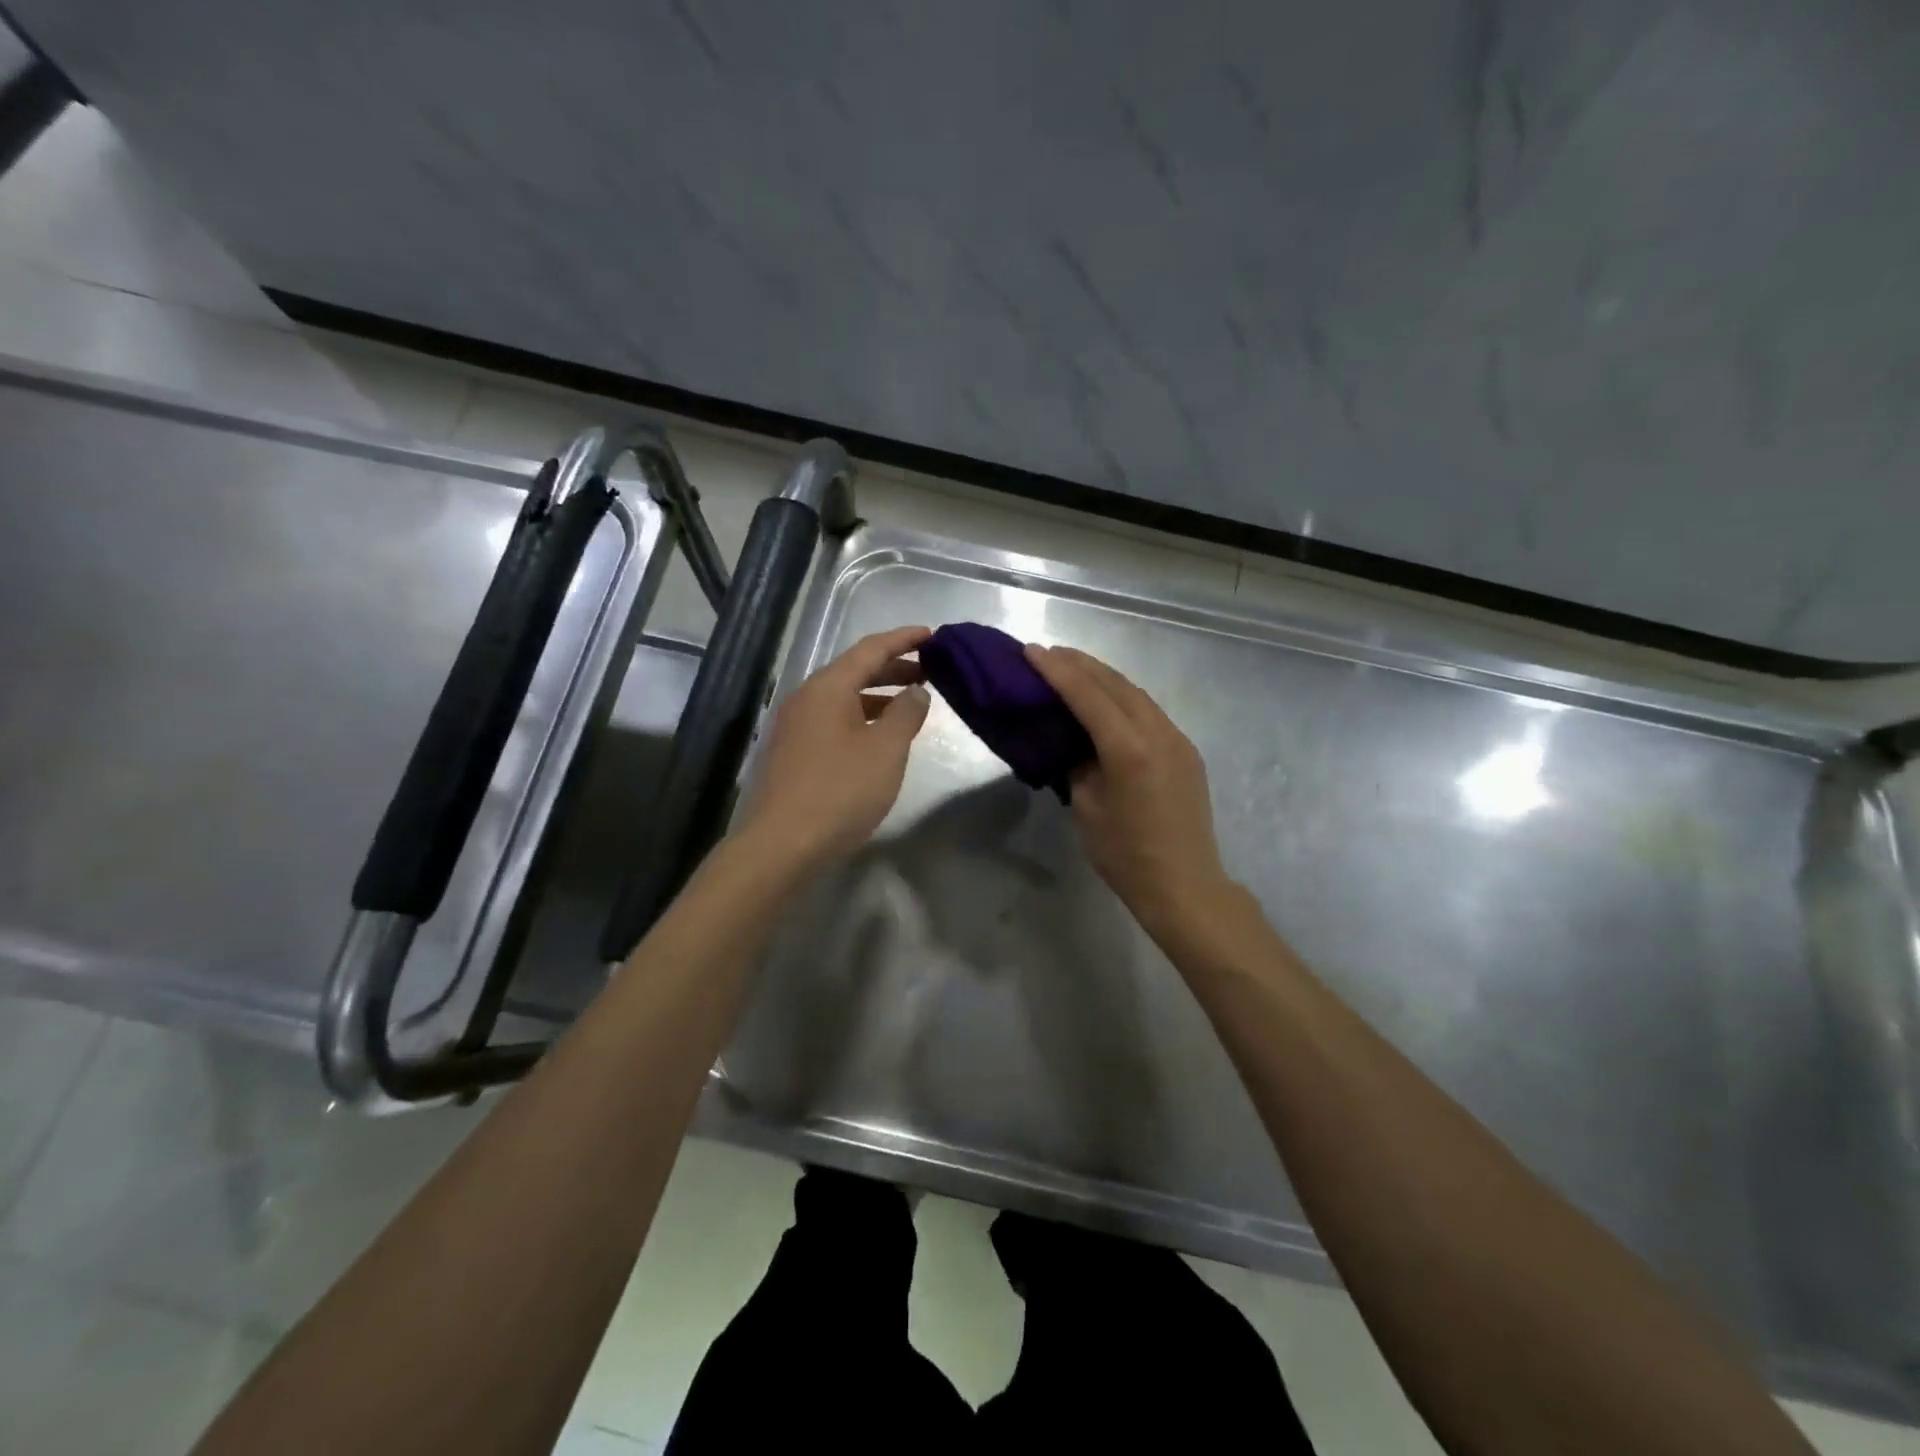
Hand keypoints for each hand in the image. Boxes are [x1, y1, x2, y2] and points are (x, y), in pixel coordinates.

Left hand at [739, 625, 932, 867]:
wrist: (782, 845)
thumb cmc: (840, 791)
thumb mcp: (886, 750)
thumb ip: (907, 714)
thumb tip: (916, 690)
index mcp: (827, 687)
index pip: (871, 649)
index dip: (904, 639)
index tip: (932, 634)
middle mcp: (806, 698)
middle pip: (854, 670)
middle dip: (894, 668)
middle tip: (931, 671)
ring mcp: (794, 725)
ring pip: (843, 698)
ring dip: (878, 695)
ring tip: (911, 704)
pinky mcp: (792, 752)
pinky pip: (833, 720)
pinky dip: (862, 717)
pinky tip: (879, 737)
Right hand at [1026, 644, 1234, 935]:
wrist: (1185, 886)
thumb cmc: (1126, 855)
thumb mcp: (1087, 808)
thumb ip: (1079, 765)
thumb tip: (1077, 743)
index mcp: (1129, 749)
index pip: (1087, 696)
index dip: (1056, 671)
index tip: (1030, 651)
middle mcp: (1159, 733)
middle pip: (1115, 684)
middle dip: (1080, 664)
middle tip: (1048, 653)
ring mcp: (1178, 740)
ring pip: (1136, 694)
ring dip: (1103, 677)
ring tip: (1073, 668)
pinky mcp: (1186, 752)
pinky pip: (1150, 712)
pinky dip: (1123, 698)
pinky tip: (1106, 700)